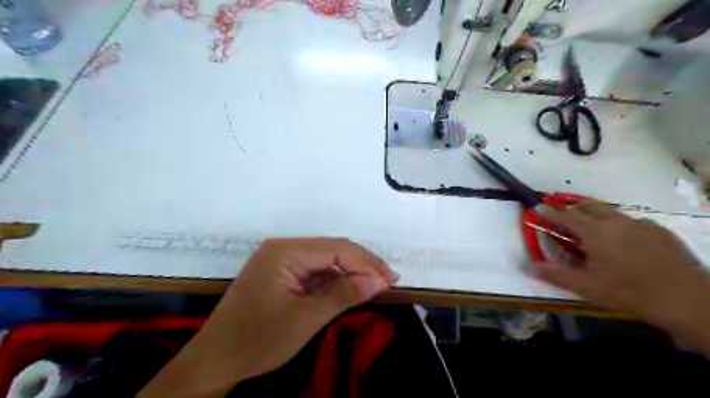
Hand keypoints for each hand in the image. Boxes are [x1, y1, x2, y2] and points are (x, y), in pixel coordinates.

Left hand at [140, 238, 395, 396]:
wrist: (216, 360)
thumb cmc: (258, 340)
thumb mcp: (305, 319)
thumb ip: (343, 295)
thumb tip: (378, 280)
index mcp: (285, 251)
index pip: (336, 249)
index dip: (366, 263)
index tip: (390, 281)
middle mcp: (283, 248)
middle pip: (332, 250)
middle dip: (361, 265)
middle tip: (387, 282)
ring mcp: (281, 260)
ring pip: (325, 260)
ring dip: (349, 273)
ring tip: (374, 286)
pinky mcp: (282, 273)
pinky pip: (315, 272)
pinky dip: (334, 281)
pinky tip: (349, 290)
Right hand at [536, 200, 708, 352]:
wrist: (689, 301)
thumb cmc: (630, 293)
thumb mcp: (588, 287)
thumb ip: (556, 274)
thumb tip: (527, 266)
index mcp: (596, 233)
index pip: (566, 216)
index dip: (550, 211)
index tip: (538, 207)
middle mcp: (616, 222)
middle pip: (588, 206)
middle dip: (571, 206)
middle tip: (562, 211)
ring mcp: (641, 224)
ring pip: (610, 212)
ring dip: (594, 213)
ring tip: (589, 224)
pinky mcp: (659, 231)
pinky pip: (631, 220)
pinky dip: (617, 223)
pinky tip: (622, 239)